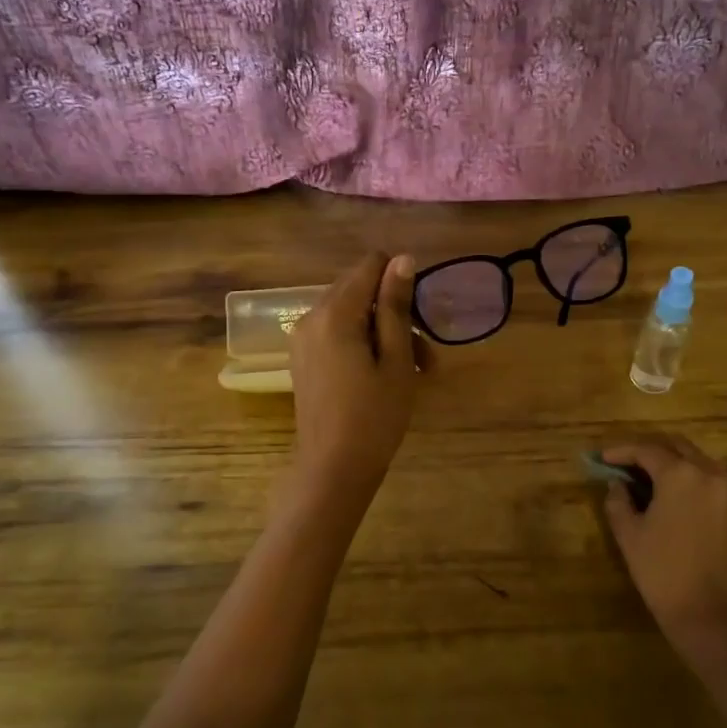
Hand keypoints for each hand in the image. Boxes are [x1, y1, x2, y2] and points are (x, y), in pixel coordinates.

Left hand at [289, 252, 418, 500]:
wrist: (333, 469)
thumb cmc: (374, 416)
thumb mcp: (396, 360)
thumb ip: (397, 306)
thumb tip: (402, 258)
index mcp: (335, 312)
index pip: (370, 265)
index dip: (400, 282)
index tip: (418, 319)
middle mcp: (311, 316)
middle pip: (359, 288)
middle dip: (394, 311)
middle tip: (423, 354)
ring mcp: (303, 338)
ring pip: (351, 313)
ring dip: (384, 330)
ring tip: (414, 370)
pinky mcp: (303, 358)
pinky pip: (337, 333)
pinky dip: (363, 343)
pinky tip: (384, 374)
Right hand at [600, 436, 726, 661]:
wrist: (710, 614)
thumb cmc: (662, 572)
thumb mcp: (629, 534)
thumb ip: (618, 501)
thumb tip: (617, 485)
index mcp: (680, 475)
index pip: (646, 449)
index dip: (621, 451)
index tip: (603, 459)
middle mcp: (710, 473)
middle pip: (677, 446)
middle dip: (650, 450)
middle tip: (627, 463)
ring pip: (698, 461)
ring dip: (673, 463)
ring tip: (649, 479)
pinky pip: (713, 481)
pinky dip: (692, 480)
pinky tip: (675, 497)